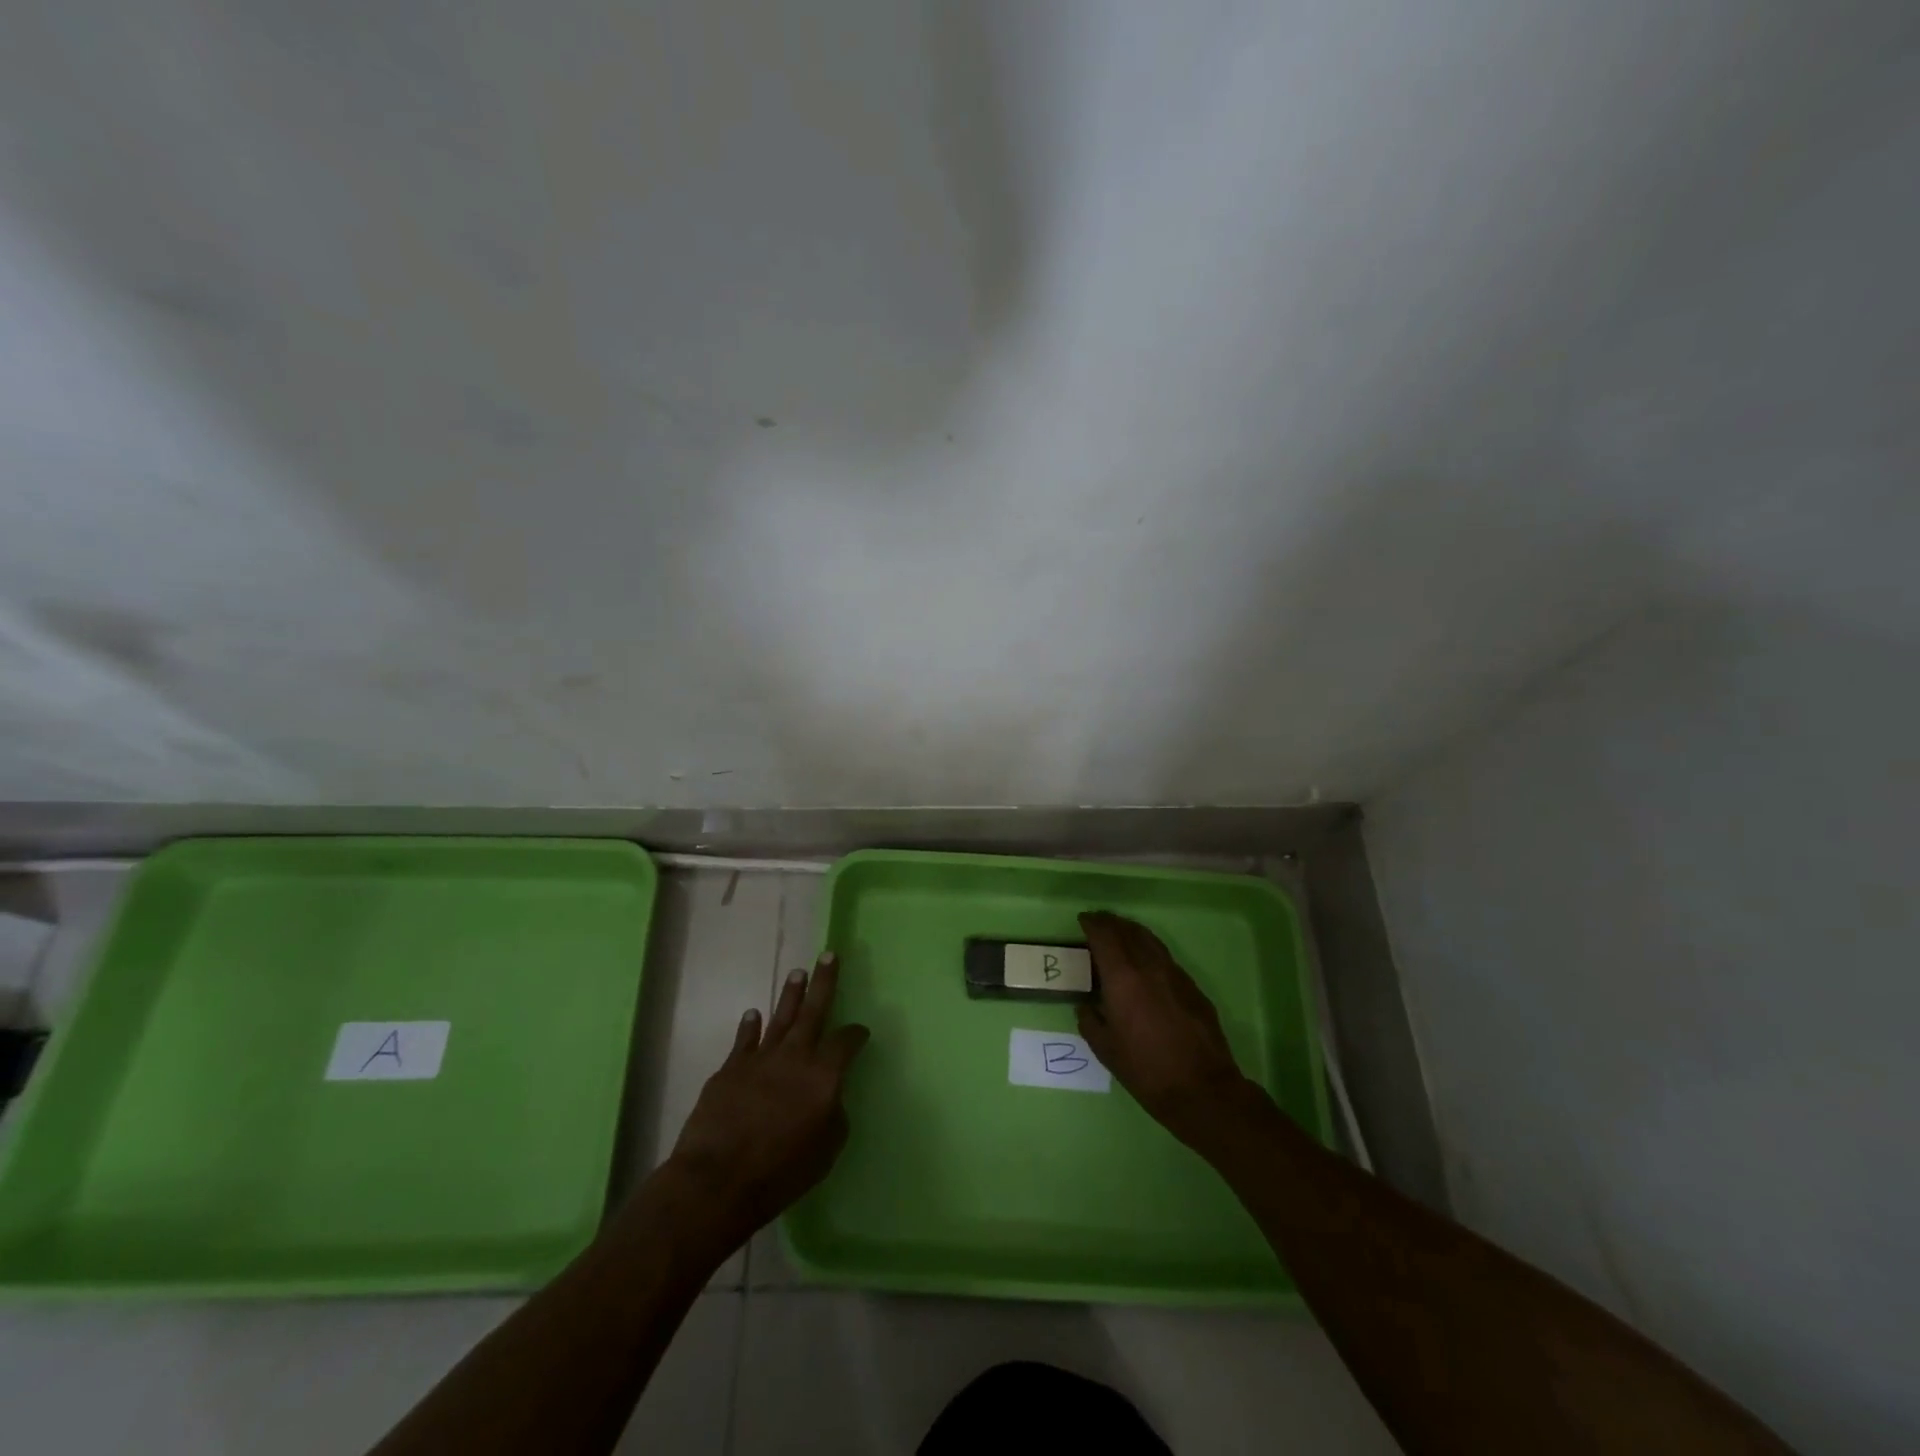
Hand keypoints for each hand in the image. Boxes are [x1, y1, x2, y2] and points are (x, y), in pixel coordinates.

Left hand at [665, 952, 869, 1248]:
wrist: (717, 1179)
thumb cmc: (780, 1172)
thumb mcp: (826, 1152)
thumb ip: (834, 1116)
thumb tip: (830, 1098)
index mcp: (823, 1075)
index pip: (846, 1042)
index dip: (856, 1034)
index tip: (861, 1031)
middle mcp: (795, 1056)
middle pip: (813, 1011)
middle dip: (824, 981)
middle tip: (829, 954)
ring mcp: (760, 1059)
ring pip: (780, 1017)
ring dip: (790, 995)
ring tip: (798, 972)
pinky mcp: (730, 1069)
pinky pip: (744, 1040)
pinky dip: (750, 1026)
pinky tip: (753, 1014)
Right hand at [1076, 911, 1263, 1147]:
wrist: (1202, 1088)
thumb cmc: (1146, 1070)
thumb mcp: (1106, 1049)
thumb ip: (1091, 1021)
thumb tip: (1087, 1007)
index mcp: (1123, 978)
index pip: (1105, 936)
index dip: (1092, 924)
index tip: (1083, 919)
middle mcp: (1149, 966)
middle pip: (1128, 931)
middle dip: (1111, 923)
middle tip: (1099, 922)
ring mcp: (1175, 974)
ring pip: (1150, 940)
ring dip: (1132, 932)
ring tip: (1121, 933)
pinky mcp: (1192, 987)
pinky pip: (1165, 958)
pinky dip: (1150, 950)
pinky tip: (1146, 963)